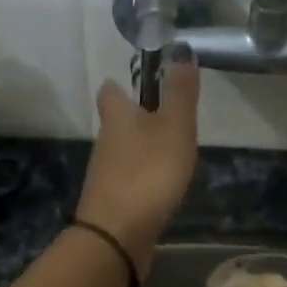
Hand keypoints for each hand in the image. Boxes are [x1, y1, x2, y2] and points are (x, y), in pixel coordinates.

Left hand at [75, 46, 200, 275]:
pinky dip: (143, 177)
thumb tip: (181, 50)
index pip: (111, 90)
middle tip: (169, 119)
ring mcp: (105, 174)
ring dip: (142, 149)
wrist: (116, 236)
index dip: (124, 84)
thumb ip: (180, 92)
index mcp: (116, 116)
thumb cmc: (148, 173)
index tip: (145, 82)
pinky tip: (162, 187)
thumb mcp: (173, 127)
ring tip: (173, 153)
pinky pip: (129, 180)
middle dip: (138, 118)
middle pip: (117, 122)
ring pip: (123, 151)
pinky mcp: (112, 202)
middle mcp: (105, 141)